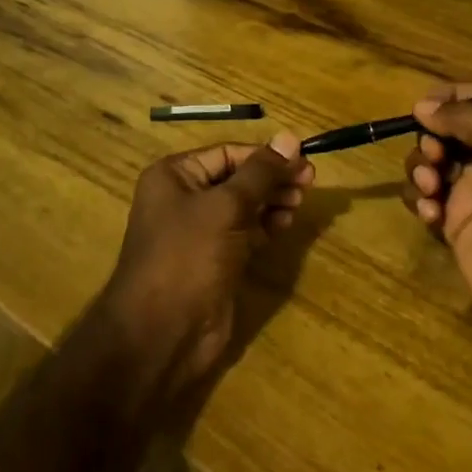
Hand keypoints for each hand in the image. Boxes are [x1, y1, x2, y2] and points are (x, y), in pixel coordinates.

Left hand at [100, 133, 314, 400]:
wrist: (162, 334)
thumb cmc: (188, 257)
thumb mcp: (226, 207)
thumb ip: (261, 173)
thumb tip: (290, 137)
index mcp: (174, 175)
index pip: (228, 153)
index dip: (266, 155)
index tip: (304, 159)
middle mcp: (183, 198)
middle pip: (237, 177)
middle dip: (272, 178)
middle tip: (309, 182)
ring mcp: (199, 231)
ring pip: (243, 205)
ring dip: (272, 201)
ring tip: (299, 203)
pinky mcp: (214, 260)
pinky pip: (244, 231)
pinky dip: (265, 225)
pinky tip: (285, 224)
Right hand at [402, 84, 471, 339]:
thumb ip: (470, 118)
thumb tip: (423, 106)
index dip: (450, 96)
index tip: (423, 107)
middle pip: (446, 127)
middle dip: (431, 138)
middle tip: (435, 157)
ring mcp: (470, 189)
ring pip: (428, 160)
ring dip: (421, 169)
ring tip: (431, 190)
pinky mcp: (453, 220)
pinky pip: (422, 196)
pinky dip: (419, 200)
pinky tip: (431, 217)